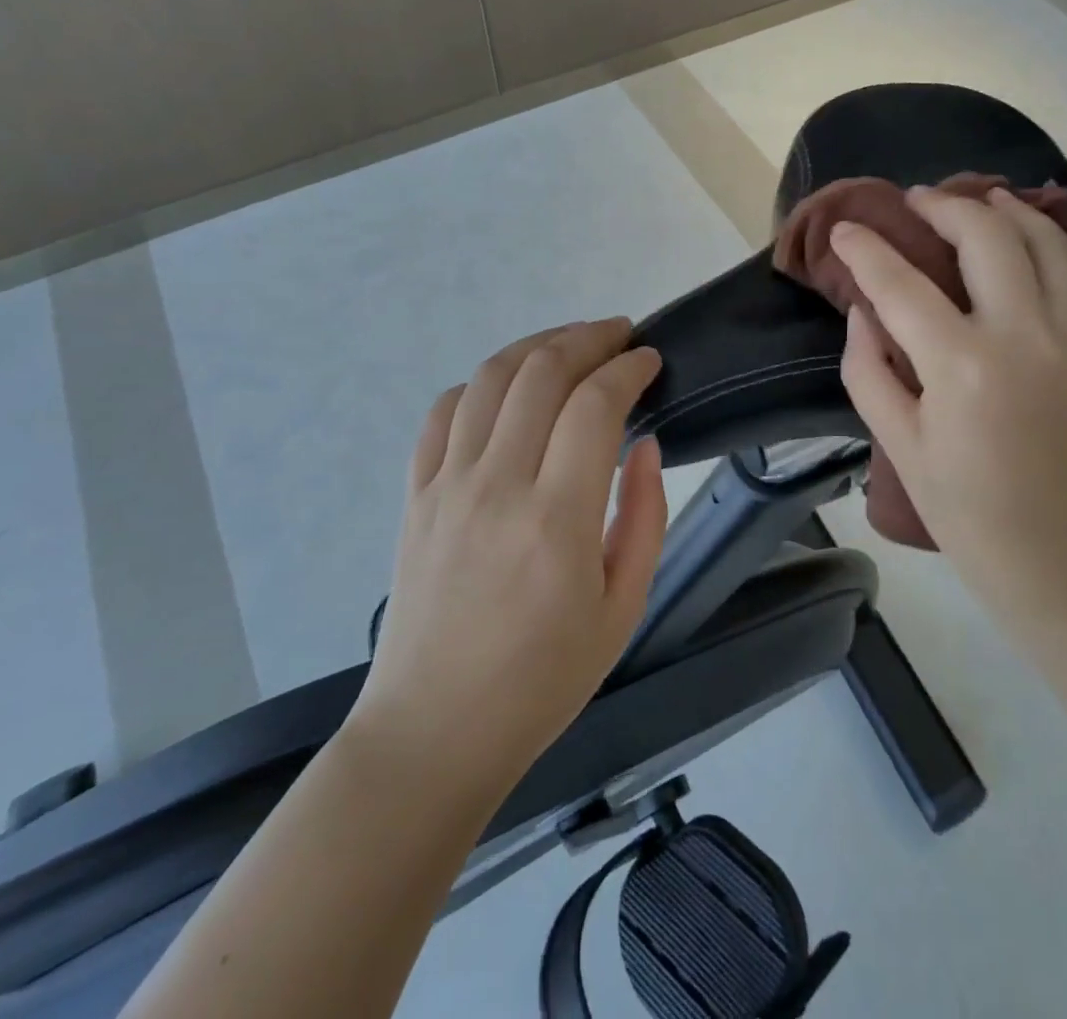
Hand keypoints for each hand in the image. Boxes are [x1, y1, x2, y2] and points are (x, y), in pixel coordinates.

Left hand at [353, 319, 666, 791]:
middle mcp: (496, 485)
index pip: (595, 404)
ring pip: (490, 378)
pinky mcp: (415, 494)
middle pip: (541, 371)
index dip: (628, 368)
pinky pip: (443, 412)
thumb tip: (643, 444)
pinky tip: (508, 389)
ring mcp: (446, 485)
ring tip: (570, 343)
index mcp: (556, 519)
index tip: (651, 360)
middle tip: (620, 336)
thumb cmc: (543, 680)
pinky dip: (482, 383)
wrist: (435, 731)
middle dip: (588, 337)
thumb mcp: (624, 608)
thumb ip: (643, 516)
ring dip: (536, 345)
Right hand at [832, 186, 1066, 636]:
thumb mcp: (899, 446)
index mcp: (962, 365)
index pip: (900, 283)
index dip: (866, 248)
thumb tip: (864, 312)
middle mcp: (1028, 335)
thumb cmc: (970, 513)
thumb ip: (869, 370)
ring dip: (1010, 213)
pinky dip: (1066, 258)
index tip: (847, 228)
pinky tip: (1044, 261)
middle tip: (919, 201)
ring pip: (1050, 242)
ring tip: (983, 204)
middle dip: (944, 206)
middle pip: (985, 235)